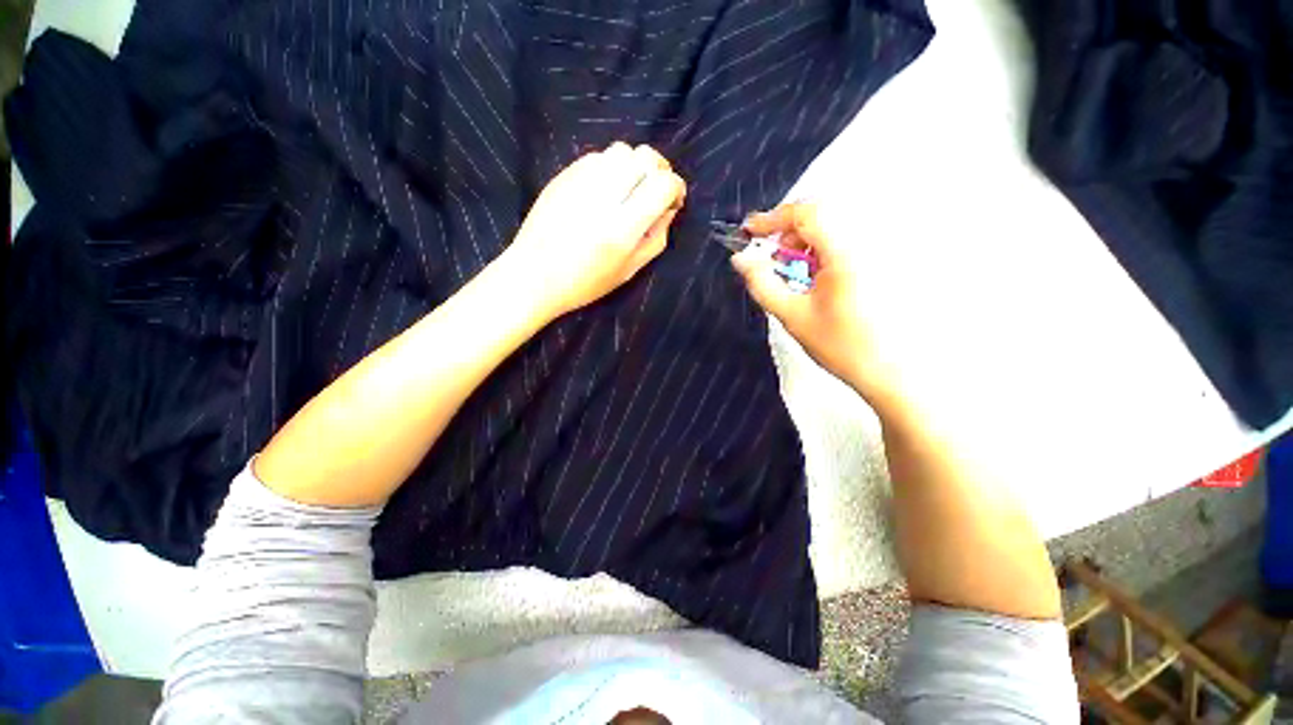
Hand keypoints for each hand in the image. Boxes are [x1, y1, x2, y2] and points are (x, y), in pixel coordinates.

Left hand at [502, 142, 685, 320]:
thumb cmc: (585, 283)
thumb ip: (656, 238)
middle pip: (644, 157)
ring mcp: (579, 182)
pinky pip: (598, 157)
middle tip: (655, 192)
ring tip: (630, 190)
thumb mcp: (629, 271)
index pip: (662, 184)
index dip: (676, 188)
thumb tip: (668, 208)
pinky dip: (611, 168)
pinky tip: (605, 190)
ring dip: (634, 166)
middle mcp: (602, 197)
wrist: (534, 275)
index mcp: (622, 227)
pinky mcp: (563, 176)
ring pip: (621, 150)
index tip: (673, 201)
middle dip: (659, 171)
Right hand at [732, 202, 900, 409]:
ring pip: (832, 227)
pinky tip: (814, 276)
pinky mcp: (881, 261)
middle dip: (787, 232)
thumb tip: (740, 259)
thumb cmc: (838, 345)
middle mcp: (866, 243)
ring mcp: (878, 251)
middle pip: (820, 216)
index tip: (748, 231)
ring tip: (791, 272)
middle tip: (771, 258)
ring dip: (803, 242)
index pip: (806, 214)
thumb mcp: (791, 315)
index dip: (772, 218)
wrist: (888, 370)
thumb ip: (762, 284)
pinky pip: (845, 241)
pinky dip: (820, 250)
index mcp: (845, 254)